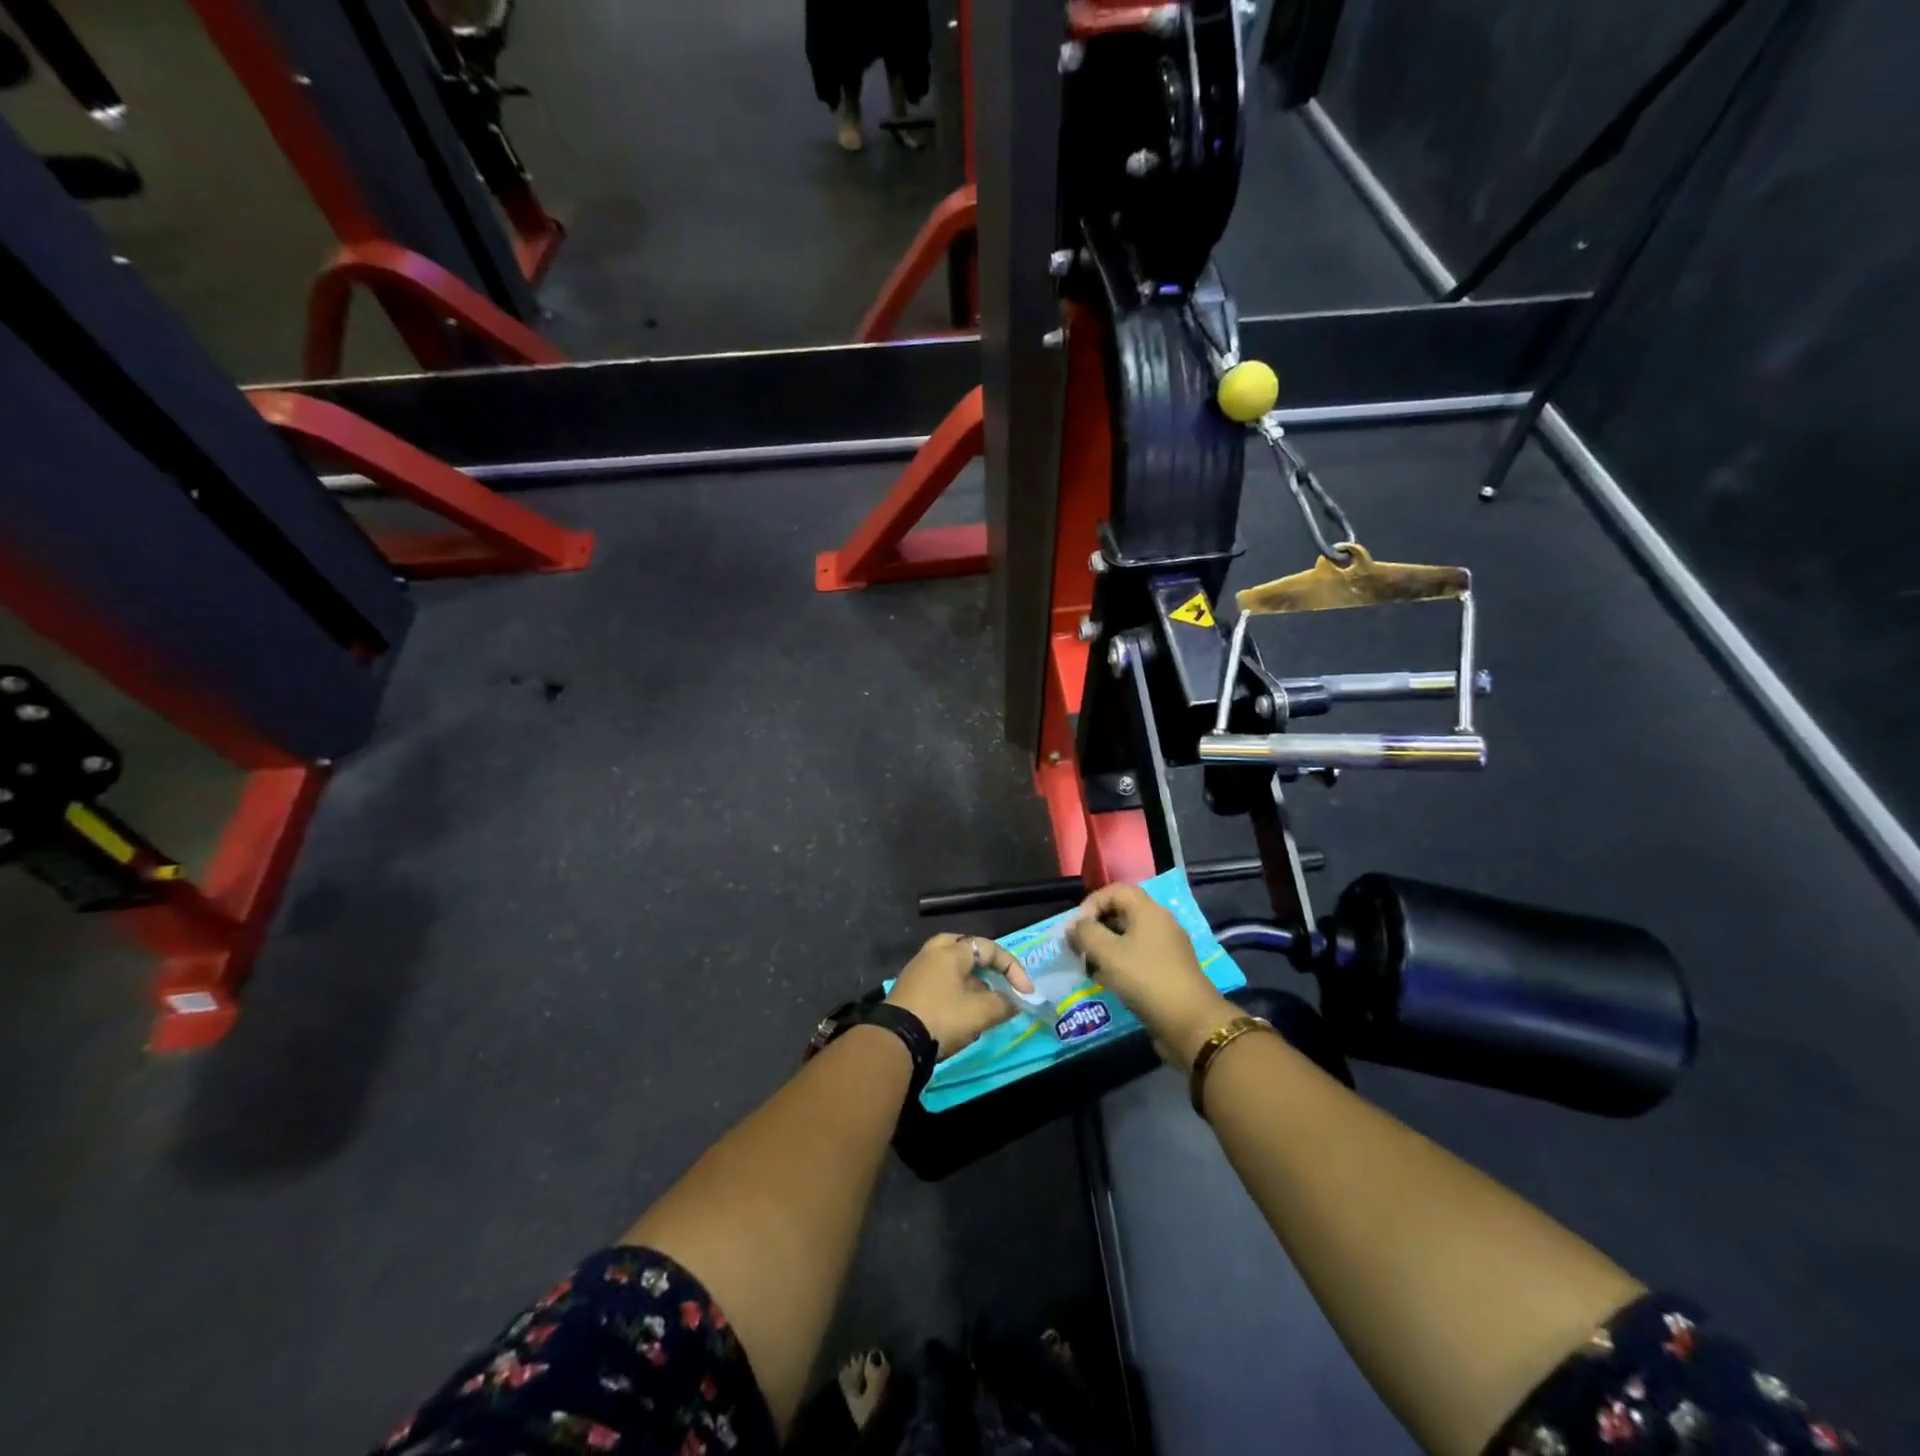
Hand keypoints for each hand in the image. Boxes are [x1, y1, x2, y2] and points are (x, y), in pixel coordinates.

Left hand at [886, 934, 1034, 1060]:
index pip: (989, 948)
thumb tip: (1013, 1002)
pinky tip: (962, 1012)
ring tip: (984, 1003)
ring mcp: (917, 970)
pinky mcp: (908, 990)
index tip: (1025, 993)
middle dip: (986, 966)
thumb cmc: (942, 1018)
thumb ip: (1003, 1004)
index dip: (1013, 969)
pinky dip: (956, 991)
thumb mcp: (980, 1013)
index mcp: (951, 951)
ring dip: (972, 982)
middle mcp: (932, 953)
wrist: (896, 1041)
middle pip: (965, 949)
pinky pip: (939, 981)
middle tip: (998, 981)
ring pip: (951, 967)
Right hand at [1068, 883, 1236, 1067]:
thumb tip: (1073, 926)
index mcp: (1148, 910)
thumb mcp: (1107, 953)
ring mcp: (1167, 947)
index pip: (1115, 890)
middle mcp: (1160, 922)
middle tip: (1078, 947)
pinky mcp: (1169, 969)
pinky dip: (1120, 962)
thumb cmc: (1146, 979)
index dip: (1091, 903)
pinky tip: (1108, 981)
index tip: (1076, 928)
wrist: (1190, 1022)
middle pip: (1122, 912)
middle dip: (1096, 927)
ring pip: (1129, 936)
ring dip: (1106, 947)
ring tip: (1089, 966)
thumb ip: (1085, 934)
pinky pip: (1139, 956)